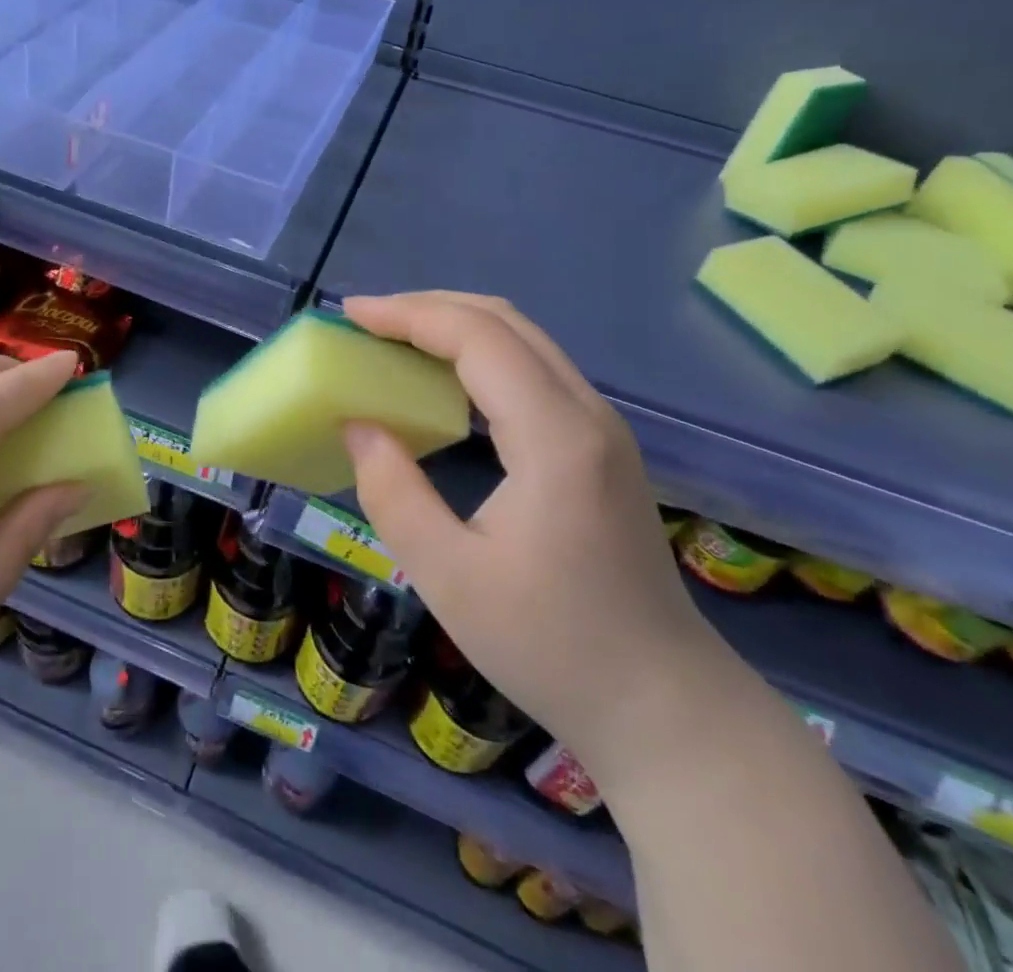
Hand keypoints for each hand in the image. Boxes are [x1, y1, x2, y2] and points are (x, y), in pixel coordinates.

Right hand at [341, 292, 719, 766]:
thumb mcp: (449, 579)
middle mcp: (587, 413)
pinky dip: (480, 353)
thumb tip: (357, 424)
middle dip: (428, 308)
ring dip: (455, 325)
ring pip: (524, 339)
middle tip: (366, 321)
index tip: (350, 313)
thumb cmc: (552, 647)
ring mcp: (602, 426)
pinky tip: (445, 379)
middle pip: (504, 322)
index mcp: (555, 439)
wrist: (663, 704)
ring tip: (394, 339)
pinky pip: (534, 368)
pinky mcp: (602, 444)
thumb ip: (392, 493)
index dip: (408, 314)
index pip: (477, 337)